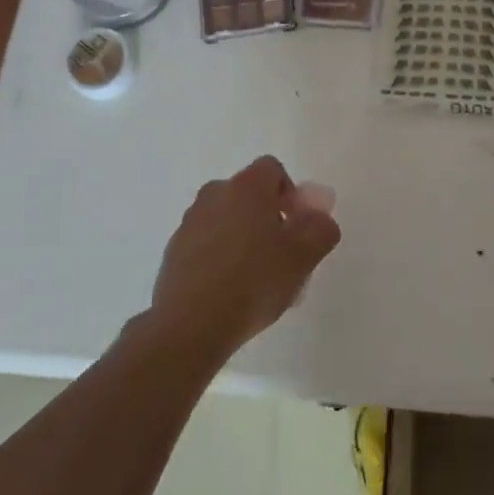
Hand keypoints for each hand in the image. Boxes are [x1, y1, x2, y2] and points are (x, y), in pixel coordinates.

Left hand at [148, 156, 342, 361]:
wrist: (191, 325)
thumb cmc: (254, 282)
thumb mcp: (304, 257)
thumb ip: (321, 229)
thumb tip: (318, 218)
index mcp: (247, 187)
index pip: (272, 169)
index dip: (290, 194)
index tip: (298, 226)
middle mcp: (214, 194)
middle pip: (248, 194)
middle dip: (267, 216)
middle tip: (281, 253)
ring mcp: (189, 222)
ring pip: (226, 218)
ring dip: (242, 236)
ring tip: (255, 277)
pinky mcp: (173, 251)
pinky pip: (206, 242)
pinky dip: (219, 256)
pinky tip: (229, 290)